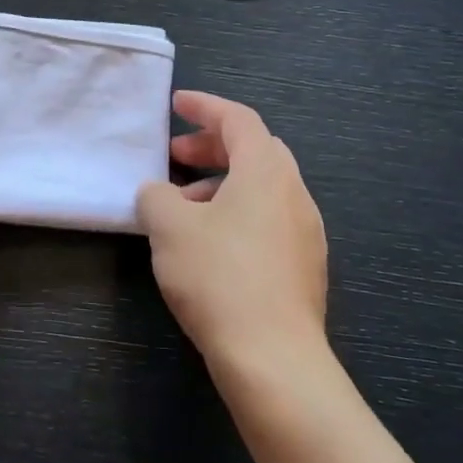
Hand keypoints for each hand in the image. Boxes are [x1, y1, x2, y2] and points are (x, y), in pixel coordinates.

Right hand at [137, 91, 330, 369]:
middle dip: (213, 145)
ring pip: (262, 187)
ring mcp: (306, 232)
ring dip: (222, 183)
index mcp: (266, 172)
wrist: (274, 359)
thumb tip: (159, 192)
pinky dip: (238, 212)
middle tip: (175, 155)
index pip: (238, 119)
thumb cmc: (219, 277)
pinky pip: (269, 219)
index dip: (205, 106)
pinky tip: (209, 242)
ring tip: (183, 204)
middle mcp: (294, 193)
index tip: (176, 104)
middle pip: (255, 150)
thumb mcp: (169, 227)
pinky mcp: (305, 266)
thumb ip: (156, 196)